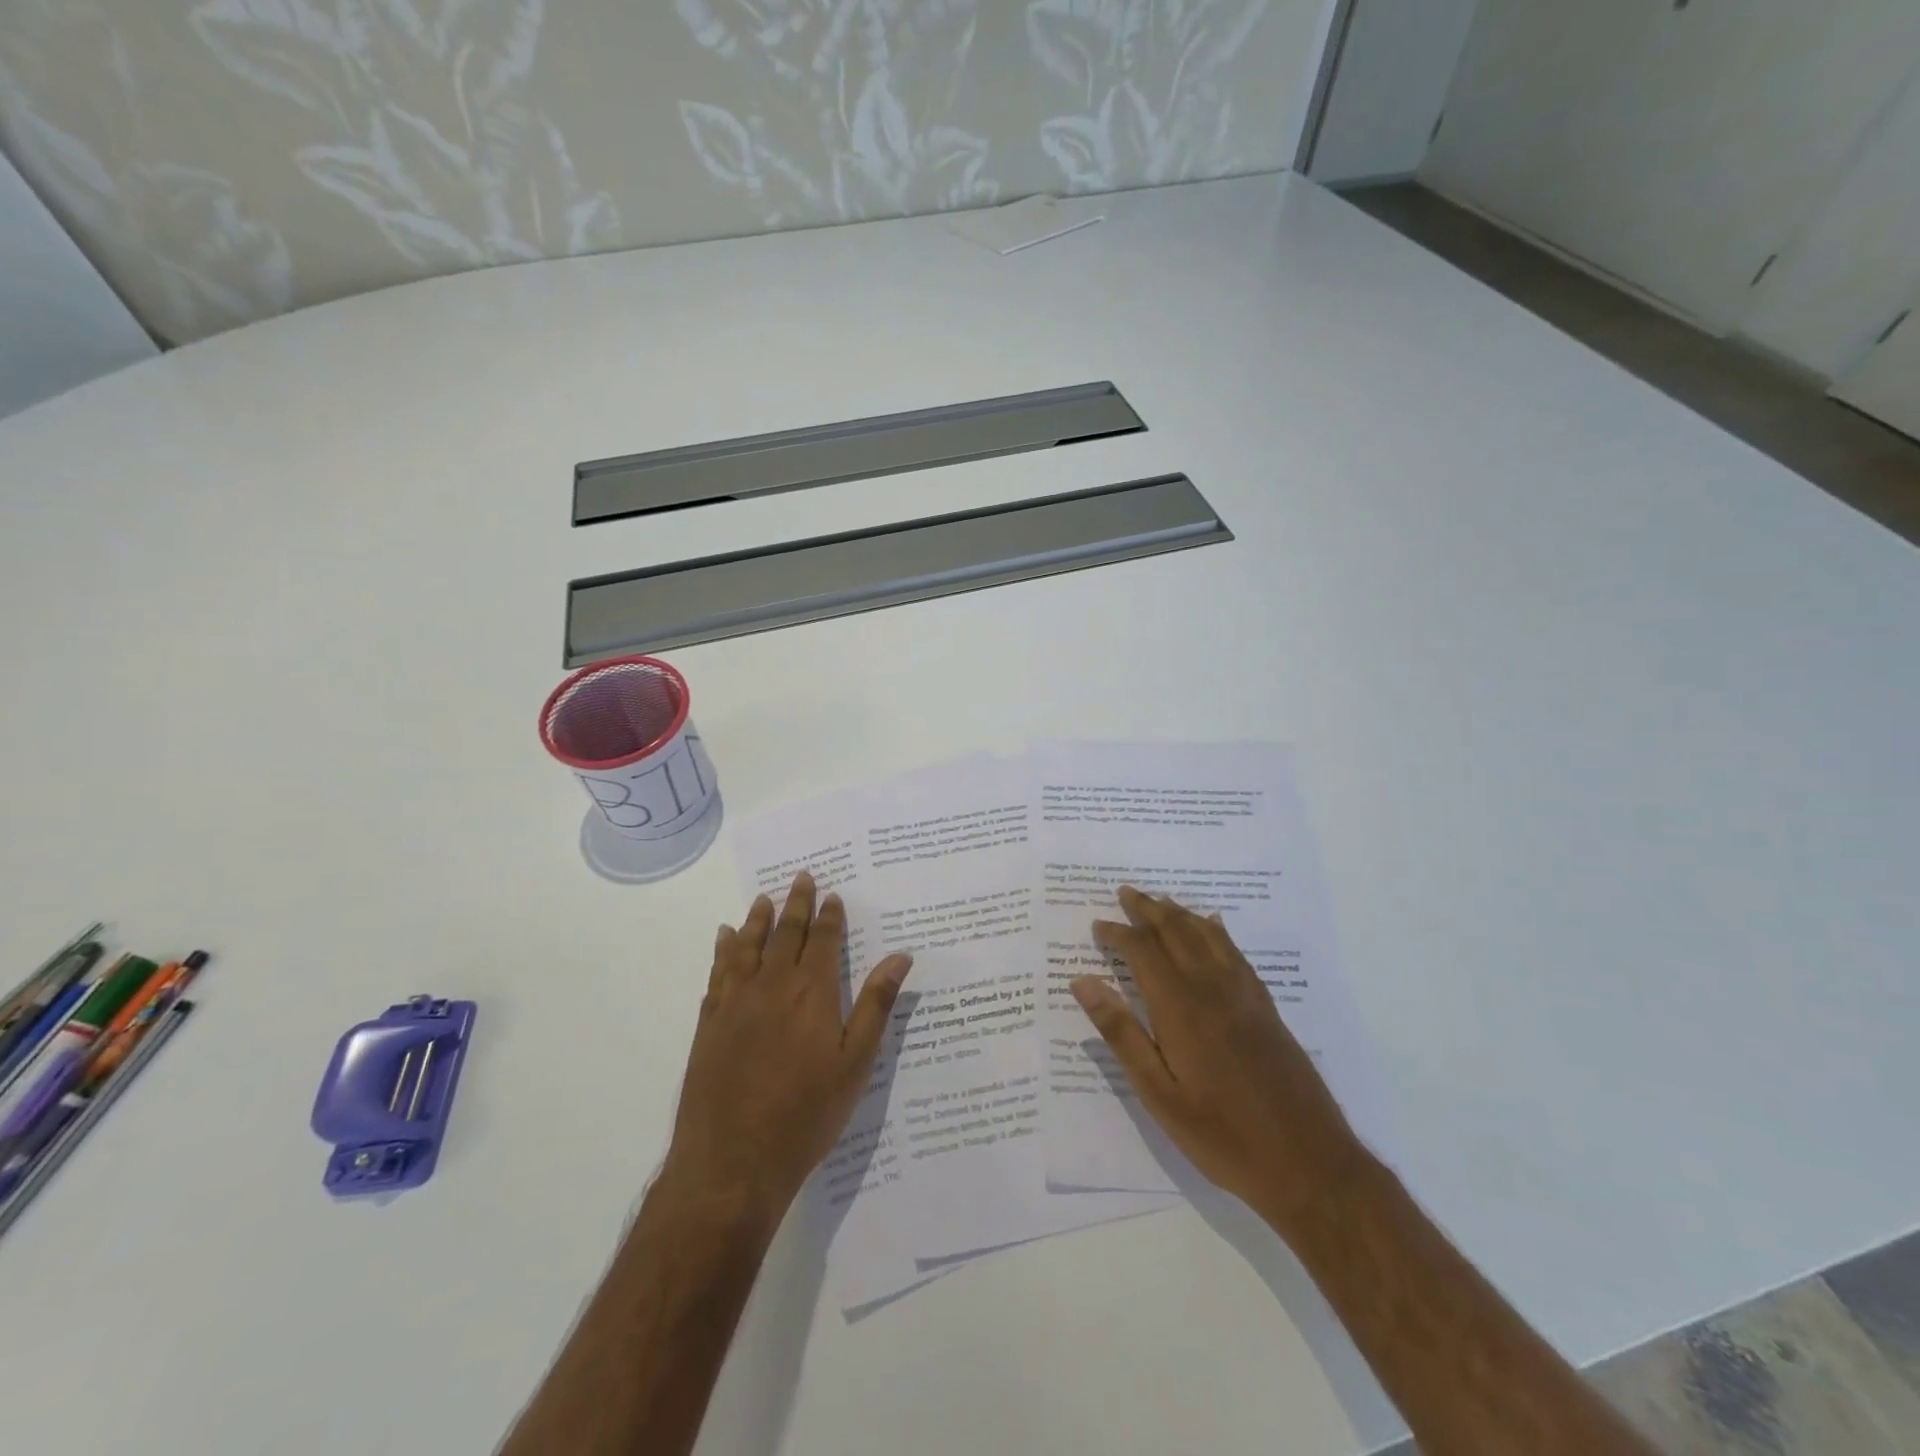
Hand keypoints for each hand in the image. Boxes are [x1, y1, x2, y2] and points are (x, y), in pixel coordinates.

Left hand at [661, 872, 911, 1228]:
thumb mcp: (855, 1063)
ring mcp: (735, 1003)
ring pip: (747, 946)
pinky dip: (722, 950)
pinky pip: (717, 973)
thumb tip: (901, 956)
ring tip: (763, 899)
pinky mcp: (709, 1023)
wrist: (732, 1163)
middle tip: (801, 876)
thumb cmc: (806, 1114)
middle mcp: (771, 986)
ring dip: (757, 920)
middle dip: (796, 904)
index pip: (822, 941)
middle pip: (784, 934)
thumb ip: (876, 1005)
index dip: (829, 916)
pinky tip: (723, 938)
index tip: (833, 894)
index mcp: (811, 993)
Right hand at [1071, 886, 1364, 1226]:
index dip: (1118, 934)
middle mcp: (1212, 988)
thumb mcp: (1158, 1094)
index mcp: (1181, 1007)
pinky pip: (1236, 952)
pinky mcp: (1266, 1007)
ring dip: (1180, 913)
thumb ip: (1120, 1033)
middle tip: (1125, 892)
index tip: (1098, 926)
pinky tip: (1213, 926)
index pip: (1143, 951)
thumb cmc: (1222, 1135)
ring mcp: (1244, 995)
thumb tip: (1083, 981)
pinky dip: (1217, 931)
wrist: (1310, 1163)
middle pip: (1176, 932)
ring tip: (1160, 901)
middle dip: (1148, 909)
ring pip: (1207, 935)